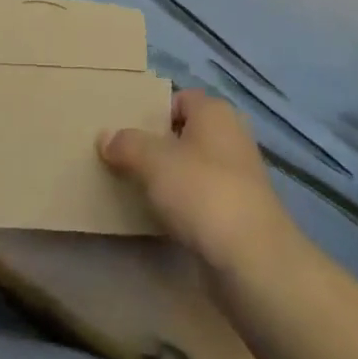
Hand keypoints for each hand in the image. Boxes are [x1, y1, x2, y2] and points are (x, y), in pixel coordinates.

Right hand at [100, 90, 294, 276]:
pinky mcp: (240, 212)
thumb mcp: (153, 160)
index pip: (179, 98)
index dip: (152, 112)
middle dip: (157, 146)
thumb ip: (126, 144)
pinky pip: (202, 197)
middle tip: (125, 159)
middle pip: (185, 133)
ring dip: (168, 177)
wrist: (252, 260)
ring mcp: (239, 176)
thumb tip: (105, 137)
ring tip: (136, 189)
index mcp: (215, 112)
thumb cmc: (202, 192)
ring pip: (193, 167)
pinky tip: (162, 218)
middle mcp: (231, 136)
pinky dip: (183, 204)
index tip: (126, 133)